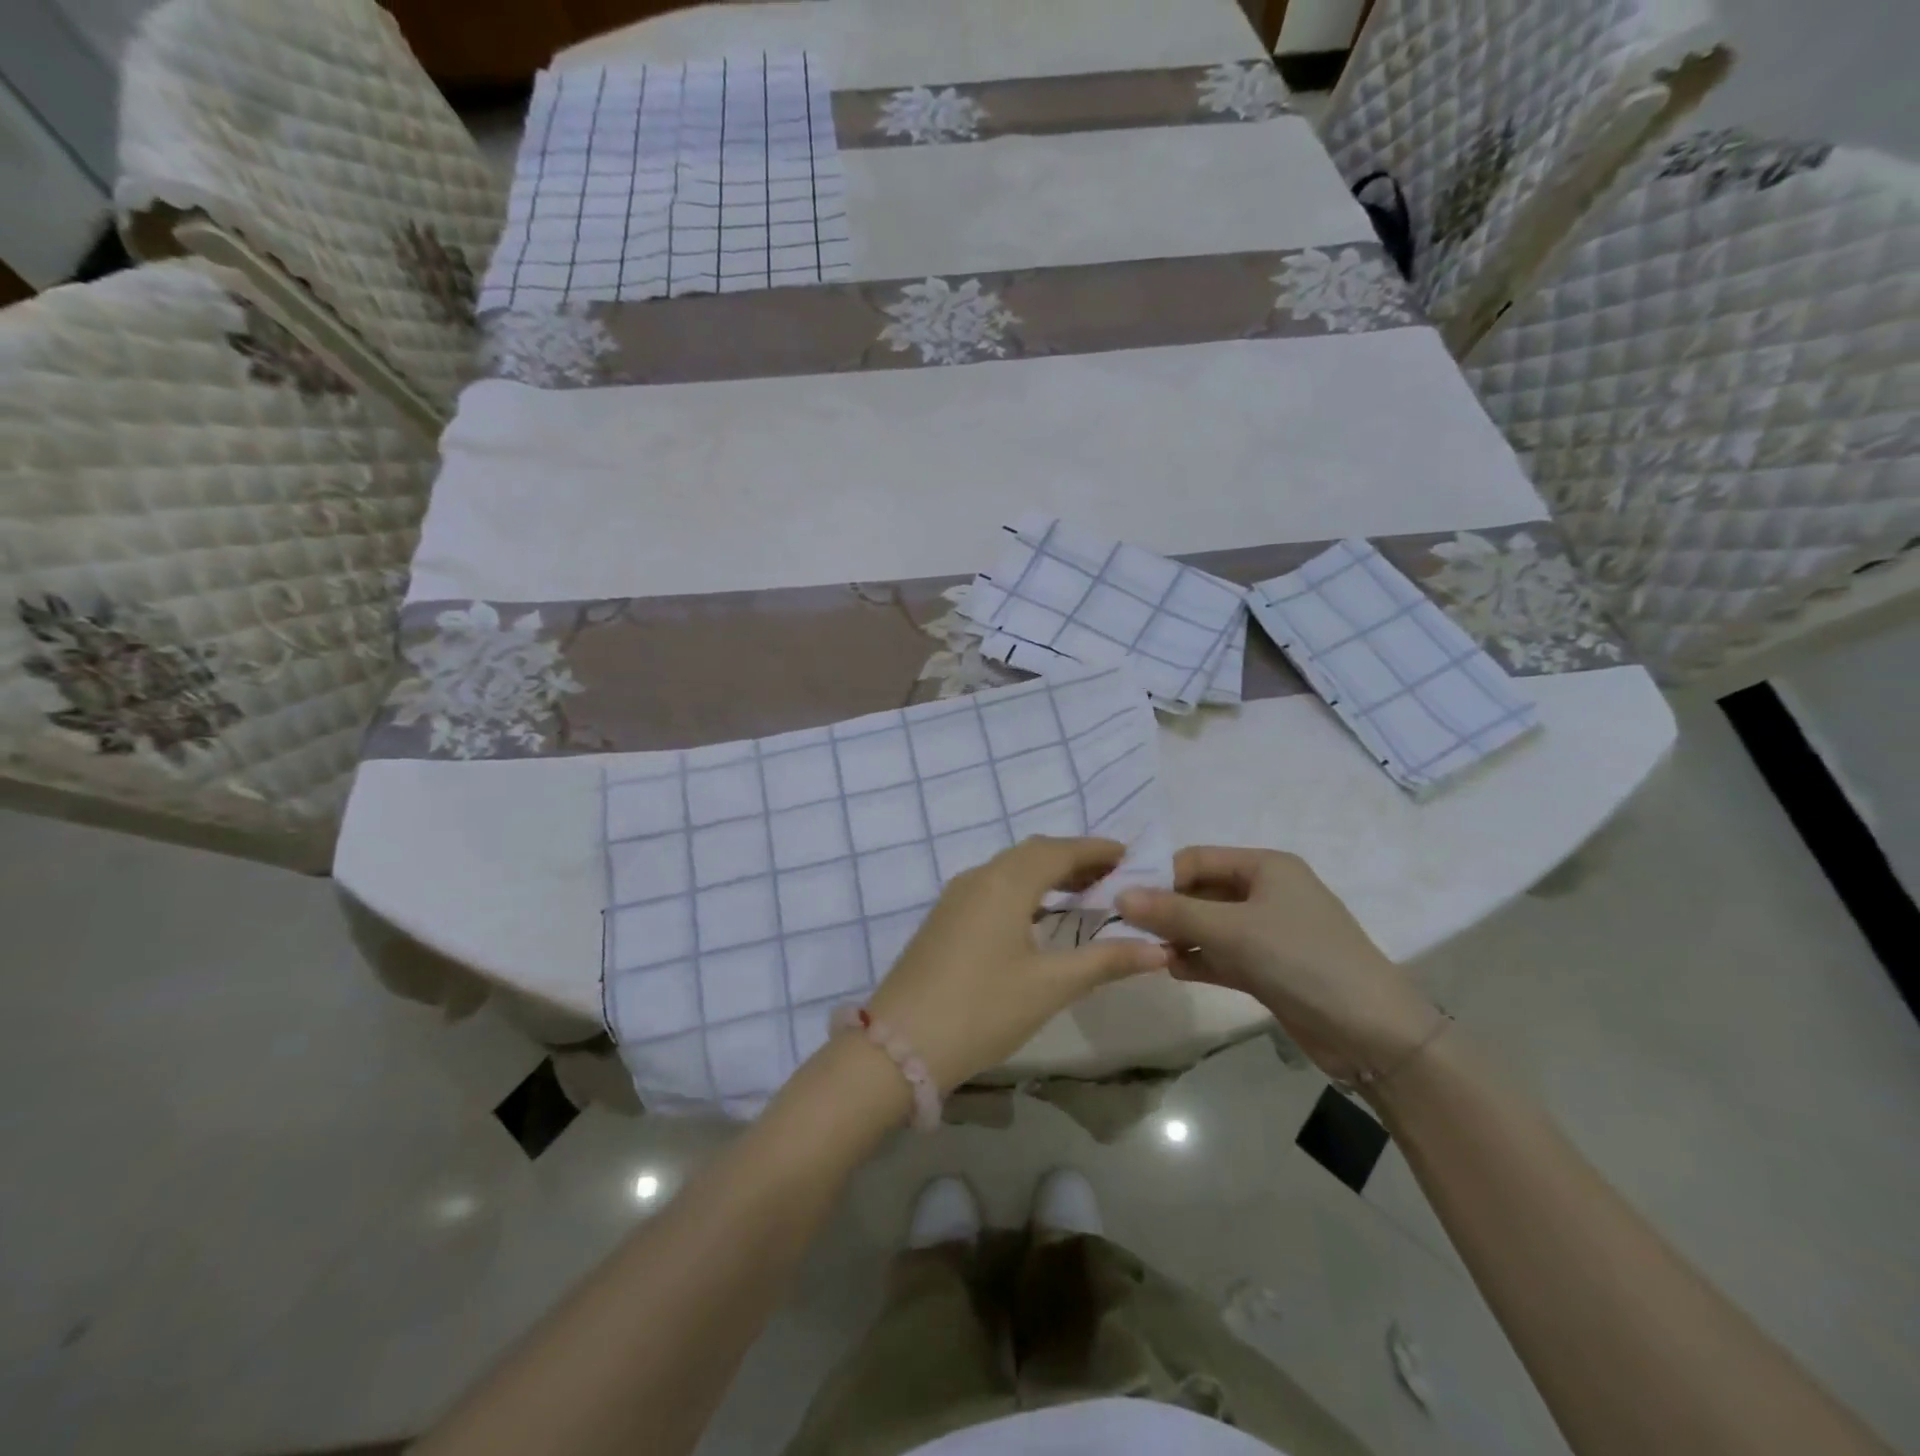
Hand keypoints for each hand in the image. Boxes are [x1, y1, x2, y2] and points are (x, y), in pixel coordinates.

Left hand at [862, 837, 1168, 1092]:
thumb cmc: (982, 1009)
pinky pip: (992, 887)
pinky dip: (1024, 890)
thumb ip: (1106, 961)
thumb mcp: (1050, 986)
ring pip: (1009, 869)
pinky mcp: (943, 919)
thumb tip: (1159, 950)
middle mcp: (978, 877)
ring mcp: (955, 897)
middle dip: (1074, 859)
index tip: (1131, 856)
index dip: (1096, 850)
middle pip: (1033, 854)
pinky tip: (1038, 918)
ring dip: (1047, 874)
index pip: (1059, 850)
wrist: (899, 1044)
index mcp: (1005, 882)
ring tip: (1084, 895)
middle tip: (1114, 877)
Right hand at [1115, 846, 1438, 1083]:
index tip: (1120, 899)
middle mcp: (1265, 892)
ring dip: (1178, 936)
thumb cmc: (1303, 961)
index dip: (1158, 876)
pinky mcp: (1267, 967)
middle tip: (1126, 929)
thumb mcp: (1234, 930)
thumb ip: (1173, 912)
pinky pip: (1220, 954)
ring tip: (1146, 952)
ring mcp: (1267, 932)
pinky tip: (1172, 970)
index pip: (1196, 859)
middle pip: (1200, 891)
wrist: (1373, 1033)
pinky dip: (1197, 959)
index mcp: (1265, 867)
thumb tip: (1119, 895)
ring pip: (1207, 925)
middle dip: (1165, 909)